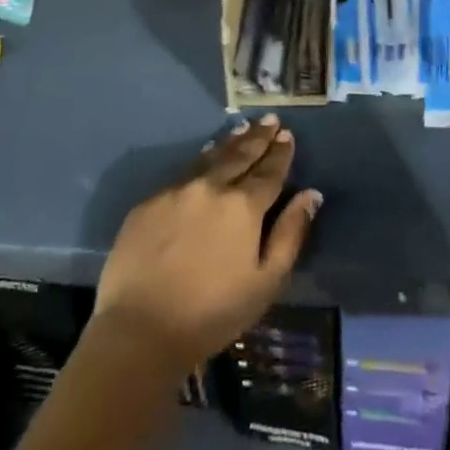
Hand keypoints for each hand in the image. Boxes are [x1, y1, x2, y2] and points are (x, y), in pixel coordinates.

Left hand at [94, 115, 320, 367]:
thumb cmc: (212, 314)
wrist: (139, 330)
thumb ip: (290, 234)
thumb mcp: (265, 282)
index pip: (269, 171)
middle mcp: (212, 187)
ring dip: (230, 142)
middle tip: (270, 120)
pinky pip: (183, 172)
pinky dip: (201, 159)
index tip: (287, 135)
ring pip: (210, 157)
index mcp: (243, 206)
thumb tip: (311, 195)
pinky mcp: (149, 202)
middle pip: (240, 154)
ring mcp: (177, 191)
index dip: (280, 153)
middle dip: (258, 137)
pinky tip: (206, 156)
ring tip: (243, 129)